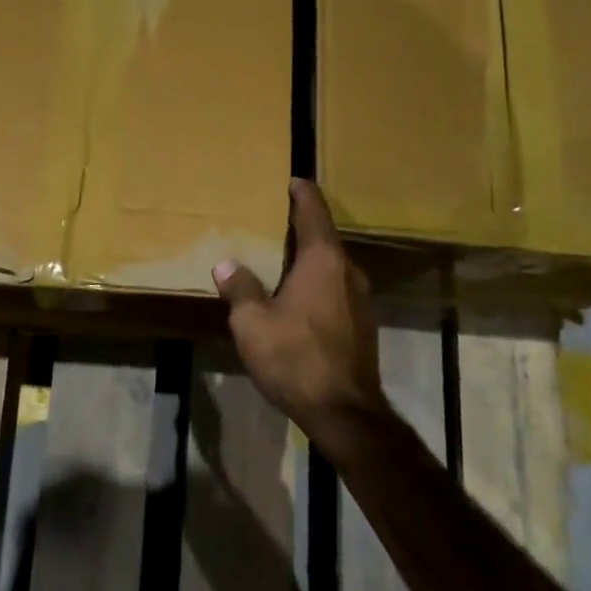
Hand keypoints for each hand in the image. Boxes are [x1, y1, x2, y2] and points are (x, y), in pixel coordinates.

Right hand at [213, 179, 386, 433]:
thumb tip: (226, 265)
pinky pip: (336, 291)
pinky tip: (297, 301)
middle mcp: (348, 271)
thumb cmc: (294, 357)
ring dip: (309, 260)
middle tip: (272, 223)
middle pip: (324, 238)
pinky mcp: (363, 325)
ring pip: (332, 267)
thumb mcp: (252, 323)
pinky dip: (317, 285)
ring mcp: (361, 299)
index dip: (302, 192)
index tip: (290, 179)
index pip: (313, 211)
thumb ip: (240, 288)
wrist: (343, 411)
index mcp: (323, 260)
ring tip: (280, 262)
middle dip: (300, 228)